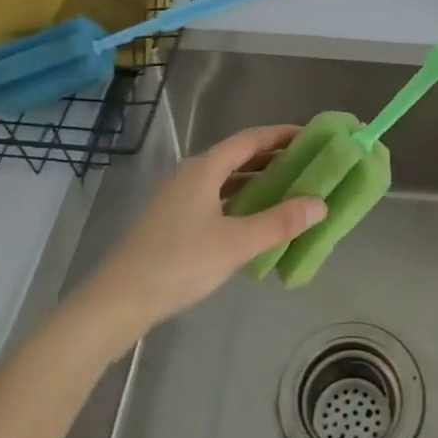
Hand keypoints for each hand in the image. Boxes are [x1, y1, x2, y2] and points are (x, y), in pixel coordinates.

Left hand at [83, 126, 326, 337]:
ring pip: (227, 180)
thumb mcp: (236, 243)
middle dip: (274, 158)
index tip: (313, 137)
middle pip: (239, 157)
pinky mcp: (174, 222)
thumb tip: (320, 203)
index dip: (283, 135)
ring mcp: (180, 198)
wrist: (117, 302)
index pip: (251, 139)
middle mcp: (192, 175)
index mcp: (205, 168)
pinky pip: (217, 199)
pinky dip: (241, 202)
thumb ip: (280, 222)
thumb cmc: (179, 264)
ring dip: (258, 182)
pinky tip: (256, 221)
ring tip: (290, 191)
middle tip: (309, 166)